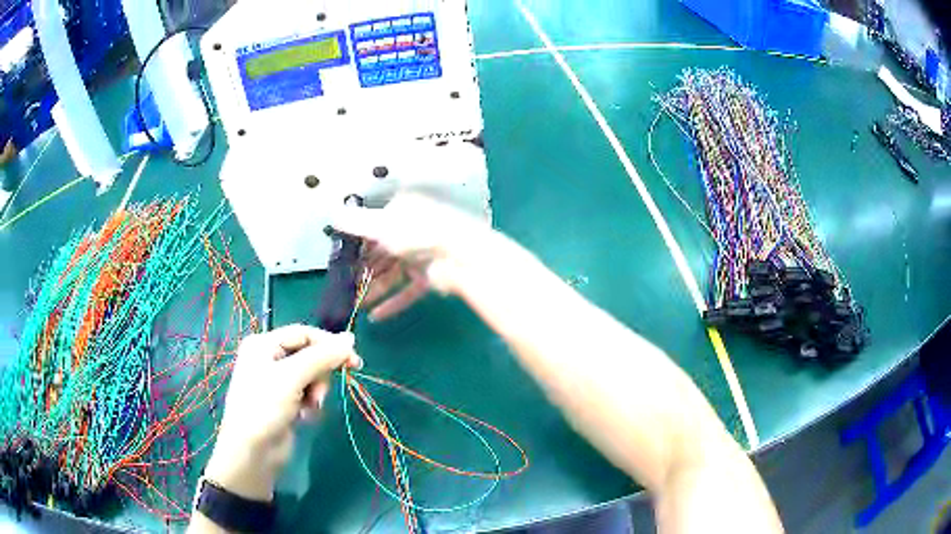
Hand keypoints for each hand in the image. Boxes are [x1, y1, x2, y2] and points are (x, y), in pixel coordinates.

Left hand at [203, 325, 361, 500]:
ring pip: (310, 376)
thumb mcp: (293, 377)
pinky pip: (306, 393)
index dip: (330, 345)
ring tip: (310, 408)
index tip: (355, 361)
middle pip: (309, 355)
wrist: (252, 451)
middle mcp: (268, 358)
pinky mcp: (283, 401)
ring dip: (316, 391)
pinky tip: (304, 416)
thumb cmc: (265, 407)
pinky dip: (310, 403)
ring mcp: (275, 381)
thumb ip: (322, 356)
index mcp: (264, 343)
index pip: (304, 333)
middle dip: (319, 375)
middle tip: (320, 394)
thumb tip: (350, 338)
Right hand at [333, 192, 492, 320]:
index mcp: (400, 212)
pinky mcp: (430, 277)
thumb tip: (333, 215)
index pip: (371, 228)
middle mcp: (410, 232)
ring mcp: (421, 256)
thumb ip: (355, 223)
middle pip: (381, 254)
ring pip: (392, 275)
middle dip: (363, 272)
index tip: (340, 261)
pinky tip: (376, 316)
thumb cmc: (418, 233)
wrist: (459, 256)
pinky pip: (407, 291)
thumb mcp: (380, 224)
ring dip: (374, 290)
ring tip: (355, 305)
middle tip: (345, 288)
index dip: (356, 245)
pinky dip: (393, 303)